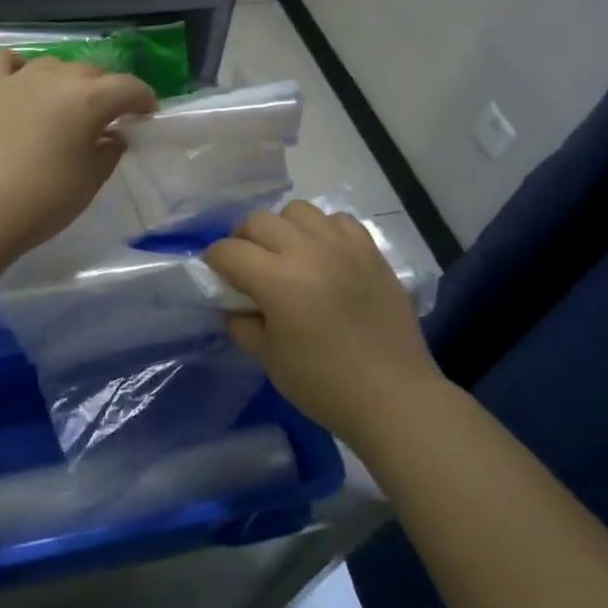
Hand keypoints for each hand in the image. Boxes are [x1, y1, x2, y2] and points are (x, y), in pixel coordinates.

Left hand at [0, 49, 156, 258]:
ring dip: (66, 81)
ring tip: (64, 106)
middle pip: (92, 72)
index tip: (146, 116)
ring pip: (53, 64)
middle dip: (106, 91)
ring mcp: (18, 79)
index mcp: (89, 100)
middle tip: (106, 120)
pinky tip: (21, 82)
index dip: (143, 100)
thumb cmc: (44, 201)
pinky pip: (4, 60)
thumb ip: (108, 153)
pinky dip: (17, 66)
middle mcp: (57, 78)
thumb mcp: (90, 181)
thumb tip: (113, 137)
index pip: (128, 87)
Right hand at [204, 202, 441, 446]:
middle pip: (259, 220)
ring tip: (288, 255)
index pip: (229, 250)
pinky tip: (324, 256)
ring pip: (298, 210)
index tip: (217, 275)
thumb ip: (241, 323)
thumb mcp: (268, 359)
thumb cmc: (324, 384)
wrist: (393, 396)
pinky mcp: (370, 250)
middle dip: (243, 239)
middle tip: (248, 265)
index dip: (214, 261)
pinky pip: (337, 220)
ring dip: (283, 228)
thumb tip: (234, 303)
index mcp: (277, 280)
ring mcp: (343, 246)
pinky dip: (323, 231)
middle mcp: (308, 251)